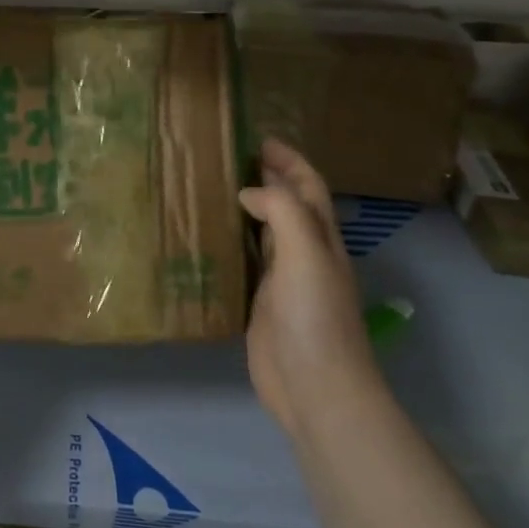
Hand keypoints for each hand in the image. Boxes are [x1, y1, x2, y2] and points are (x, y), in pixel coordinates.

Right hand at [240, 139, 381, 441]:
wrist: (316, 389)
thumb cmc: (315, 318)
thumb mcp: (306, 255)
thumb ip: (282, 213)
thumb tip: (249, 192)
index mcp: (321, 239)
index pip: (309, 188)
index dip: (290, 161)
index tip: (260, 139)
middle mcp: (304, 254)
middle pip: (288, 206)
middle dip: (267, 178)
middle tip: (229, 156)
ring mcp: (282, 281)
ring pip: (265, 232)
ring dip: (247, 208)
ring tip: (213, 187)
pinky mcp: (259, 304)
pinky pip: (245, 261)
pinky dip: (231, 242)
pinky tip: (207, 237)